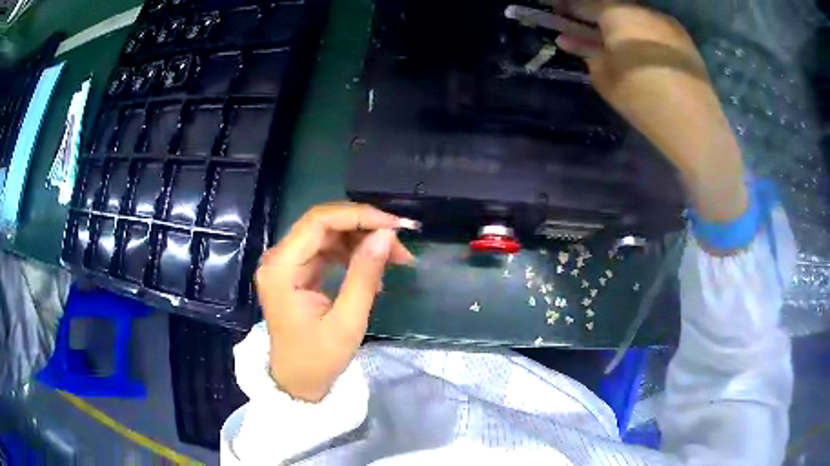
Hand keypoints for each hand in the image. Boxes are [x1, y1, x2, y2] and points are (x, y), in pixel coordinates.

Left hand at [255, 203, 416, 401]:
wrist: (297, 382)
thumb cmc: (318, 359)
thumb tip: (386, 235)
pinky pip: (327, 251)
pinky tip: (373, 271)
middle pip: (323, 224)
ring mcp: (287, 264)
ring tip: (395, 257)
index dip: (358, 215)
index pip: (319, 221)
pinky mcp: (297, 272)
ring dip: (362, 240)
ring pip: (328, 235)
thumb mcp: (347, 321)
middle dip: (364, 227)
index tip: (394, 226)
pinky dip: (352, 255)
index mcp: (282, 268)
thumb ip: (365, 275)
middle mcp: (280, 258)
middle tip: (400, 242)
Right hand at [549, 1, 746, 221]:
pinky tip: (638, 51)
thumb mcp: (603, 77)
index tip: (557, 10)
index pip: (585, 3)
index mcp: (618, 13)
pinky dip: (640, 36)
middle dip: (594, 17)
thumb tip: (584, 45)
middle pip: (612, 8)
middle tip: (582, 28)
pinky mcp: (684, 41)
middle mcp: (643, 10)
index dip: (568, 7)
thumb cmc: (641, 97)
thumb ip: (589, 54)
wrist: (694, 122)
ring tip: (610, 43)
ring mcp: (666, 24)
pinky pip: (653, 30)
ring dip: (618, 28)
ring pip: (634, 18)